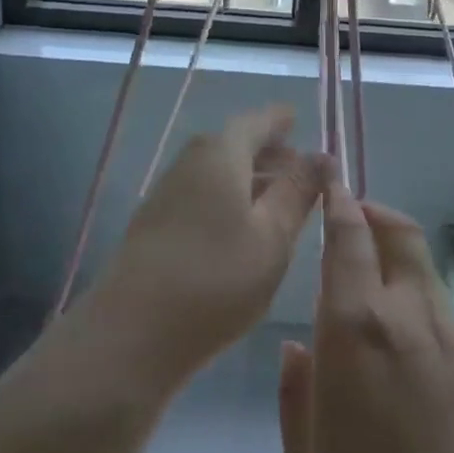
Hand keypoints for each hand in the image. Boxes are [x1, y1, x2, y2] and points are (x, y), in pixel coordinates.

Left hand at [97, 105, 330, 388]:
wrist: (131, 334)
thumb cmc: (215, 278)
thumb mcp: (272, 236)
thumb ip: (298, 191)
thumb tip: (322, 155)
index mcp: (221, 153)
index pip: (256, 122)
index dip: (280, 120)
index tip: (298, 118)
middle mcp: (190, 162)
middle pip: (234, 144)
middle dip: (268, 151)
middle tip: (299, 165)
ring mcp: (167, 193)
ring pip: (217, 171)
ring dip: (249, 177)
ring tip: (278, 199)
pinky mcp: (155, 225)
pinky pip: (202, 194)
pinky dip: (229, 198)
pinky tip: (242, 229)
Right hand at [279, 181, 453, 452]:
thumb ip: (298, 396)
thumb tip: (298, 347)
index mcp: (356, 330)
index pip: (348, 239)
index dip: (339, 204)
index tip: (329, 184)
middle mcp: (409, 317)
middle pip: (398, 234)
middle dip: (373, 214)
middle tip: (349, 220)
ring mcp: (453, 341)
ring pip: (422, 269)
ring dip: (396, 254)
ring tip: (369, 281)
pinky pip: (441, 309)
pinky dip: (416, 294)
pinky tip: (400, 342)